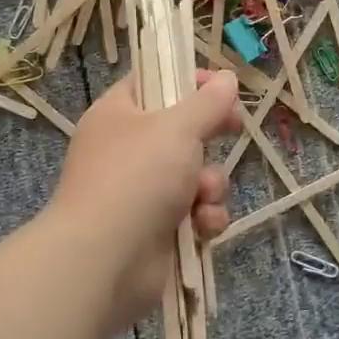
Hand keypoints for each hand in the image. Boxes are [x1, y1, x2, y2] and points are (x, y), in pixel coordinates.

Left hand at [47, 69, 241, 329]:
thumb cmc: (137, 177)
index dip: (187, 80)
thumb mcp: (178, 128)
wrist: (105, 260)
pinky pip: (194, 211)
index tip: (221, 85)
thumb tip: (226, 78)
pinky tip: (202, 226)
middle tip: (233, 128)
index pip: (153, 82)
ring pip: (195, 174)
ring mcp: (141, 191)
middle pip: (181, 130)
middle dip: (210, 135)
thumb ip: (207, 102)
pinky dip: (204, 217)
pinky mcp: (157, 228)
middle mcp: (127, 149)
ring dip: (210, 184)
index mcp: (118, 114)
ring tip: (202, 195)